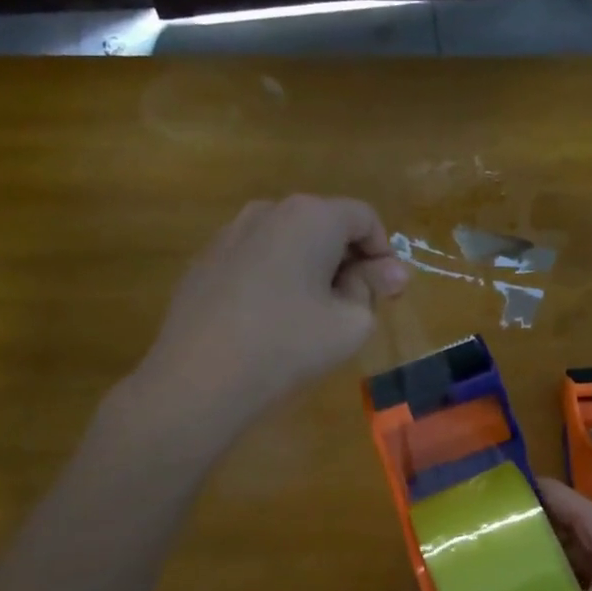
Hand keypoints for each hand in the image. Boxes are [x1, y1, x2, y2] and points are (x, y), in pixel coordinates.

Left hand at [141, 195, 408, 425]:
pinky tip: (271, 320)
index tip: (388, 293)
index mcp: (310, 217)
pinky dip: (276, 279)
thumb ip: (374, 289)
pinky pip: (256, 260)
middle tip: (356, 307)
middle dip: (348, 261)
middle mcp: (267, 211)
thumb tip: (391, 271)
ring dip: (311, 269)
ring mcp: (229, 234)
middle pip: (324, 224)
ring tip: (313, 315)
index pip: (365, 218)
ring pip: (288, 242)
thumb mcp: (352, 323)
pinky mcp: (204, 263)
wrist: (200, 379)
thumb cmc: (288, 346)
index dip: (384, 254)